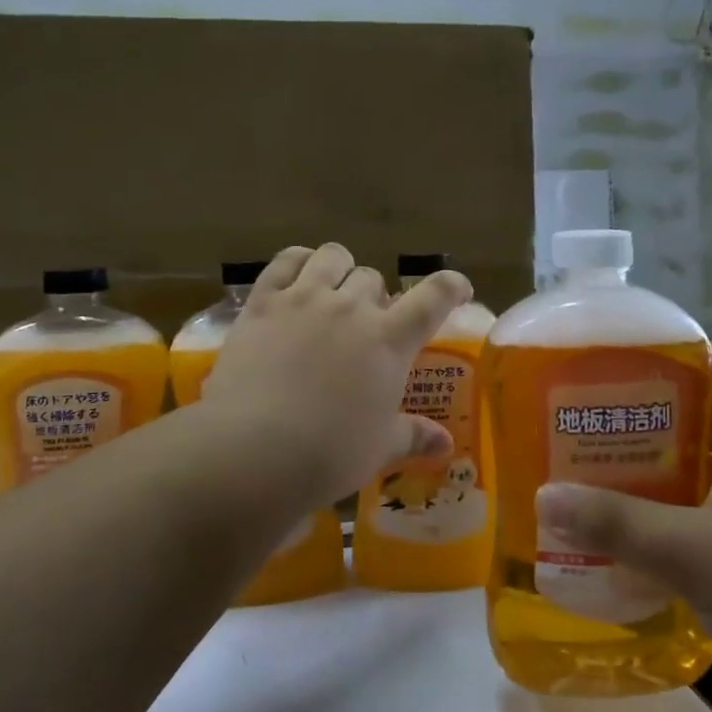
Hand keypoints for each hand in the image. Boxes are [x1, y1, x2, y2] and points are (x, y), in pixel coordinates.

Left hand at [200, 243, 471, 501]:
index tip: (458, 289)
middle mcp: (352, 307)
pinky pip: (286, 261)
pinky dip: (298, 261)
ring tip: (333, 291)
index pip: (434, 296)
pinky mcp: (264, 301)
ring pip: (333, 257)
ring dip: (340, 270)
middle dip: (376, 297)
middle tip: (367, 324)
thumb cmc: (328, 454)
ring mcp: (305, 298)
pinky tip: (297, 278)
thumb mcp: (379, 448)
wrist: (253, 450)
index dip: (451, 286)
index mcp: (389, 339)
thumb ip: (414, 436)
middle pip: (374, 277)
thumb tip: (446, 445)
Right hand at [532, 346, 711, 711]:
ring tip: (588, 477)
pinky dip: (668, 525)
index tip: (621, 365)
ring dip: (652, 477)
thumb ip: (618, 524)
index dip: (682, 355)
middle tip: (583, 423)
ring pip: (702, 475)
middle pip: (704, 417)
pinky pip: (706, 524)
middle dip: (645, 420)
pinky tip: (624, 542)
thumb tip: (542, 497)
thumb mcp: (697, 552)